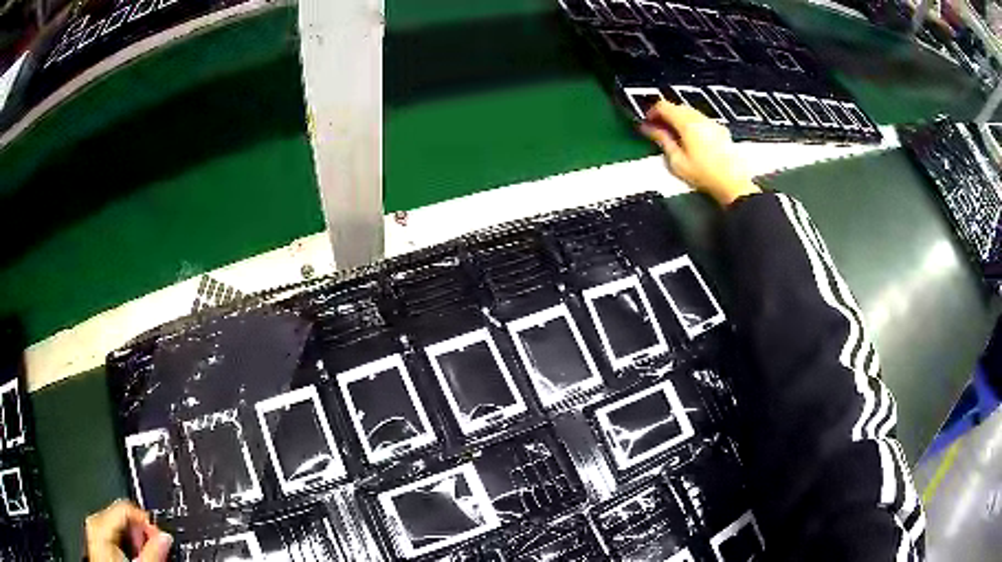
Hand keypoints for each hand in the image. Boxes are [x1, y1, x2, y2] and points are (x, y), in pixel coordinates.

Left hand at [85, 500, 172, 561]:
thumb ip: (150, 551)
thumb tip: (164, 536)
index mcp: (99, 521)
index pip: (127, 506)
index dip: (147, 521)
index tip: (160, 537)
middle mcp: (92, 520)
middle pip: (121, 515)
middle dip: (140, 532)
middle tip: (153, 550)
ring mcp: (92, 529)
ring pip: (116, 524)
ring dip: (133, 539)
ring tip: (142, 555)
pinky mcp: (95, 538)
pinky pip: (110, 532)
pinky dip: (124, 542)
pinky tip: (131, 556)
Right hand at [640, 101, 760, 205]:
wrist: (734, 184)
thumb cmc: (704, 175)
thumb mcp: (677, 161)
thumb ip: (662, 140)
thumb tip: (649, 128)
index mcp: (686, 123)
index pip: (663, 106)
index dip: (652, 112)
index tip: (647, 123)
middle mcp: (700, 118)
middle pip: (677, 107)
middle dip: (665, 115)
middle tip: (658, 130)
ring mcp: (712, 123)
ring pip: (690, 112)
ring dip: (679, 119)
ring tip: (674, 136)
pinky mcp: (721, 130)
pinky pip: (701, 120)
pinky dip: (692, 125)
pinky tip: (692, 140)